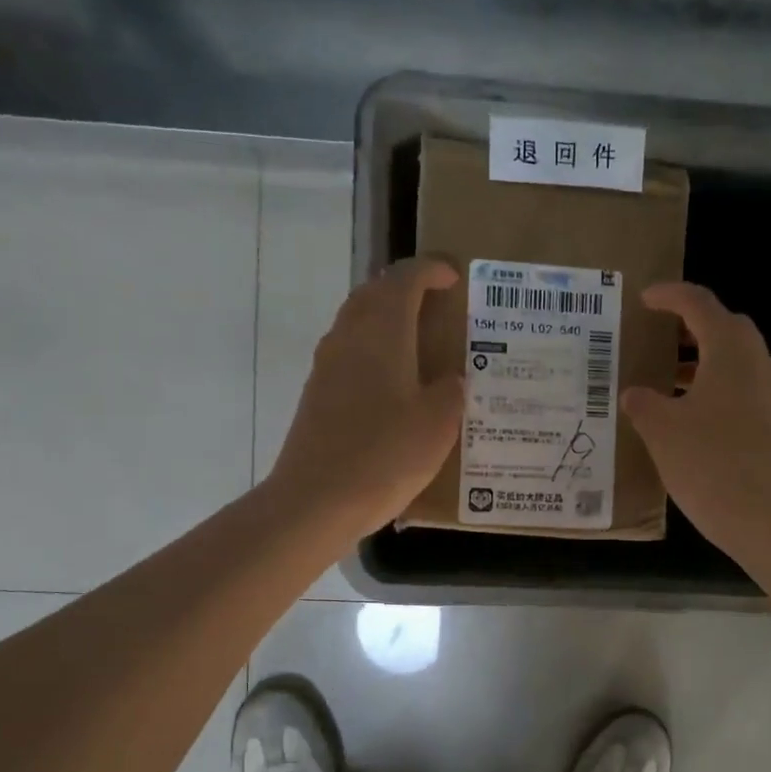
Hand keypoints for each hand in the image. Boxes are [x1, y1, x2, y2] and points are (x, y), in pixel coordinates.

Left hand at [266, 256, 462, 539]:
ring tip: (418, 337)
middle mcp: (349, 337)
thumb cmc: (385, 455)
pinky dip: (374, 348)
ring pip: (358, 321)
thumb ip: (450, 393)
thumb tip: (450, 380)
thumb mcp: (437, 424)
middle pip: (374, 292)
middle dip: (405, 288)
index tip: (453, 276)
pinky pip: (349, 351)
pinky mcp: (317, 393)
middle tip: (436, 302)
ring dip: (386, 317)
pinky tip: (393, 379)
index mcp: (382, 332)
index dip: (430, 271)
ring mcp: (327, 365)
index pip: (404, 279)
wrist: (317, 500)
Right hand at [622, 281, 770, 564]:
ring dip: (703, 363)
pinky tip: (691, 421)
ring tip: (668, 381)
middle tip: (659, 337)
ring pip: (736, 363)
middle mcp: (759, 365)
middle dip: (691, 327)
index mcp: (731, 351)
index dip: (670, 296)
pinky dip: (715, 391)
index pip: (699, 305)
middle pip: (726, 328)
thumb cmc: (711, 463)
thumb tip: (635, 394)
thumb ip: (644, 404)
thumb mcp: (662, 431)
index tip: (644, 299)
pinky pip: (743, 393)